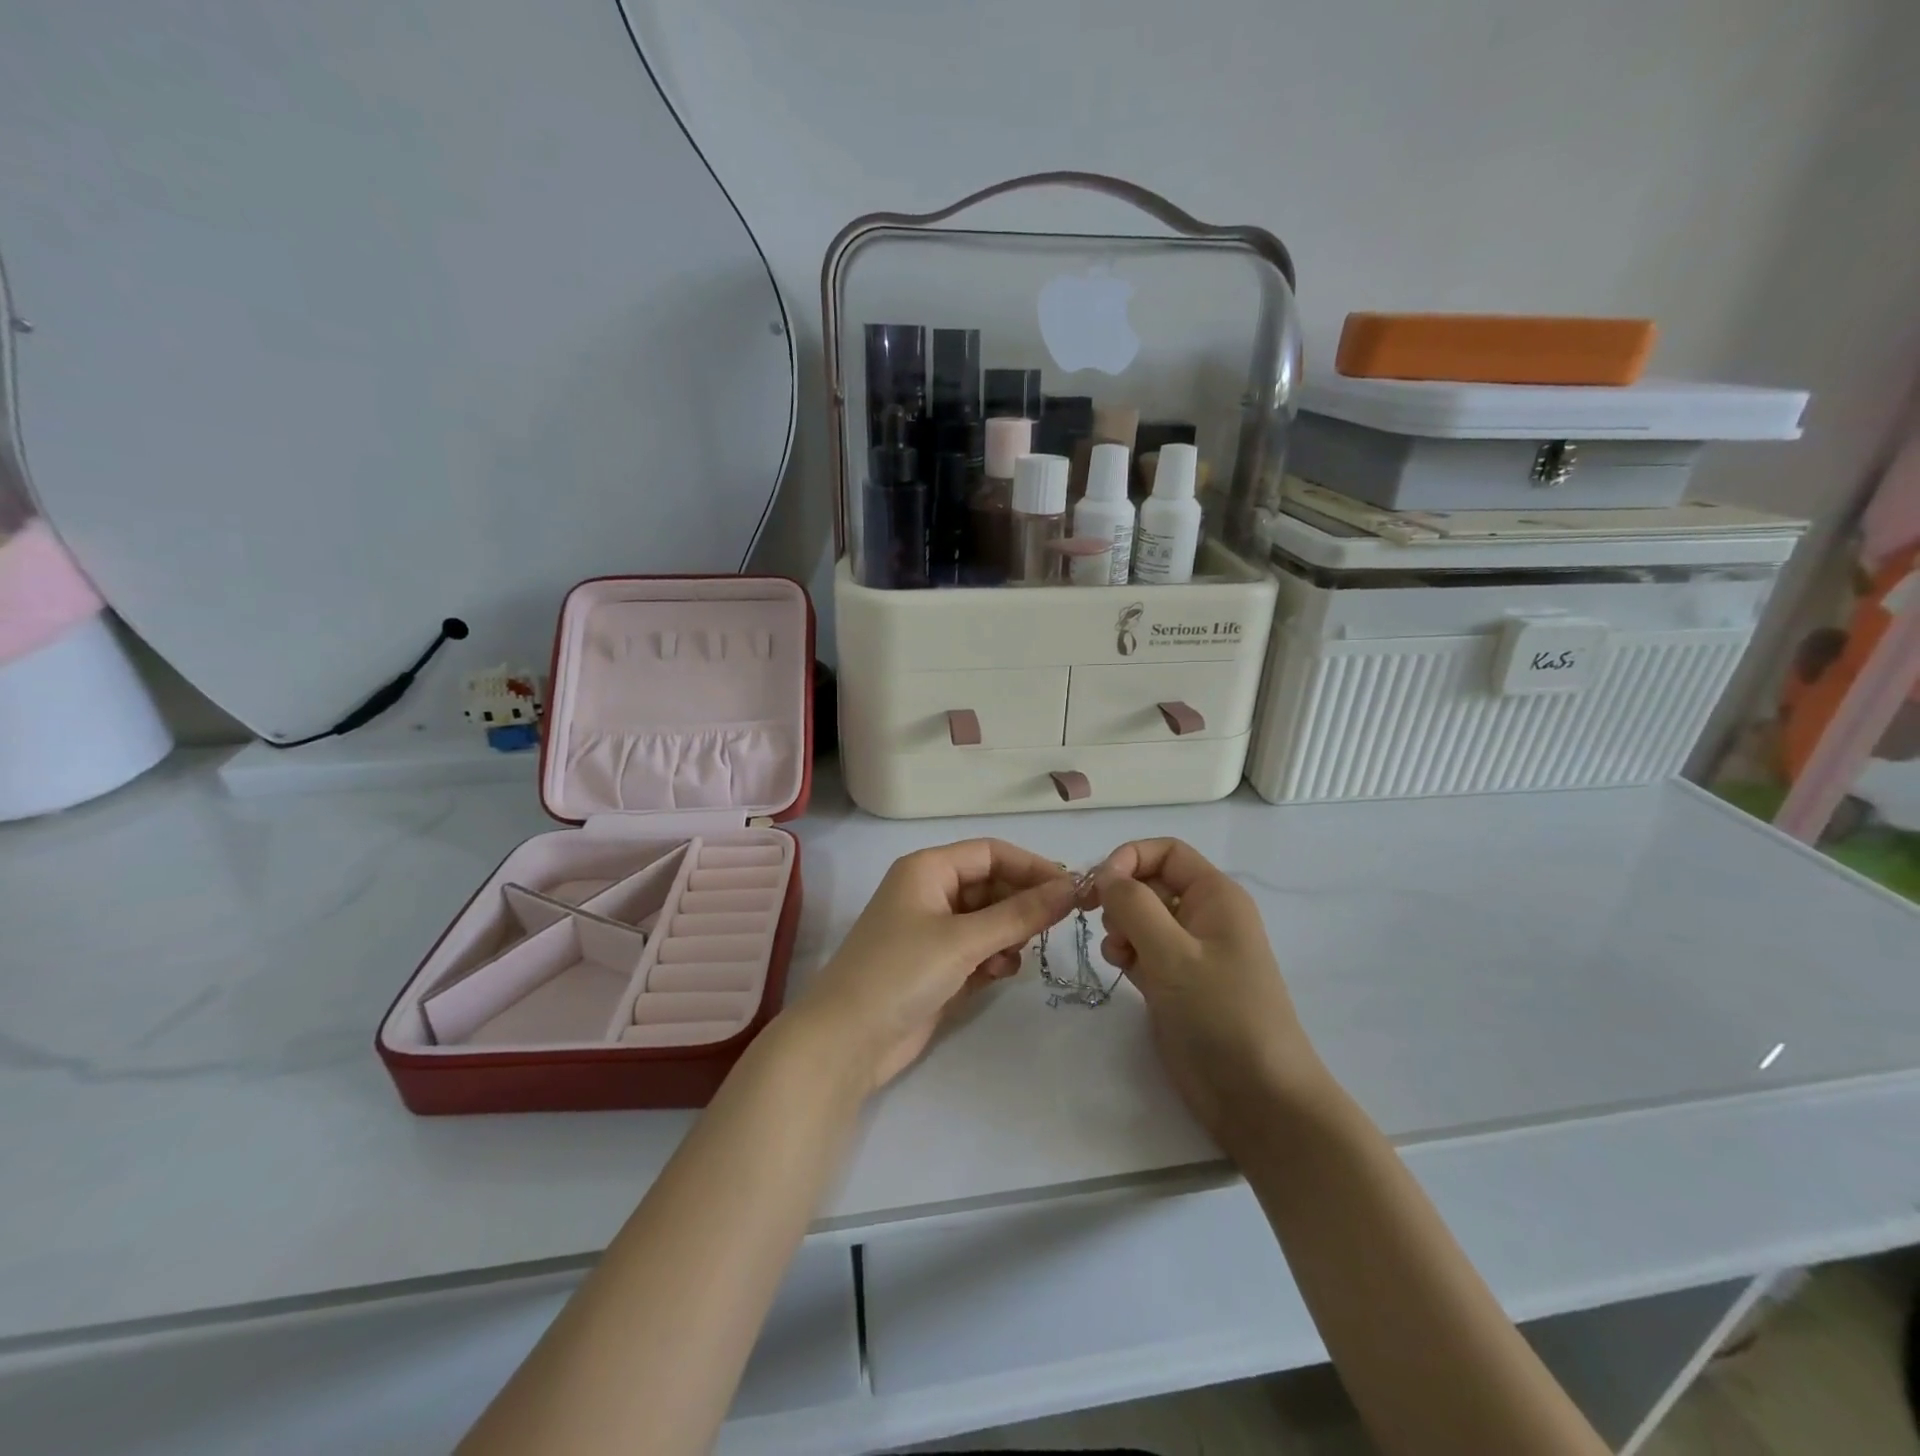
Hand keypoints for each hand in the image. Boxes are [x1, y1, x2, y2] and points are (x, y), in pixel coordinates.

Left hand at [791, 839, 1076, 1093]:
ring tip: (1014, 956)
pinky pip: (978, 949)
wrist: (847, 1041)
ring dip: (1009, 934)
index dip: (1031, 866)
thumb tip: (1071, 887)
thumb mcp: (964, 939)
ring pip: (988, 919)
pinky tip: (999, 973)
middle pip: (991, 885)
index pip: (991, 853)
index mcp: (928, 869)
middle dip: (1022, 904)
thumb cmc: (902, 972)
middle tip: (1056, 926)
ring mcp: (932, 931)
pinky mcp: (936, 966)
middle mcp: (930, 892)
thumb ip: (1021, 913)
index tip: (1071, 890)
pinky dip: (993, 957)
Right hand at [1090, 838, 1322, 1146]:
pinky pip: (1143, 949)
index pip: (1166, 852)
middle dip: (1121, 897)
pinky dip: (1127, 952)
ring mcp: (1191, 951)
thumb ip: (1133, 905)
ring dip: (1120, 927)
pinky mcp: (1178, 982)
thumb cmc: (1221, 1014)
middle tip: (1104, 925)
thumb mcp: (1173, 953)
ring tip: (1118, 954)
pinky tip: (1121, 970)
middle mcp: (1204, 916)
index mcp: (1215, 896)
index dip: (1129, 858)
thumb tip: (1105, 874)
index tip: (1099, 887)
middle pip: (1150, 882)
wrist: (1258, 1097)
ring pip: (1142, 917)